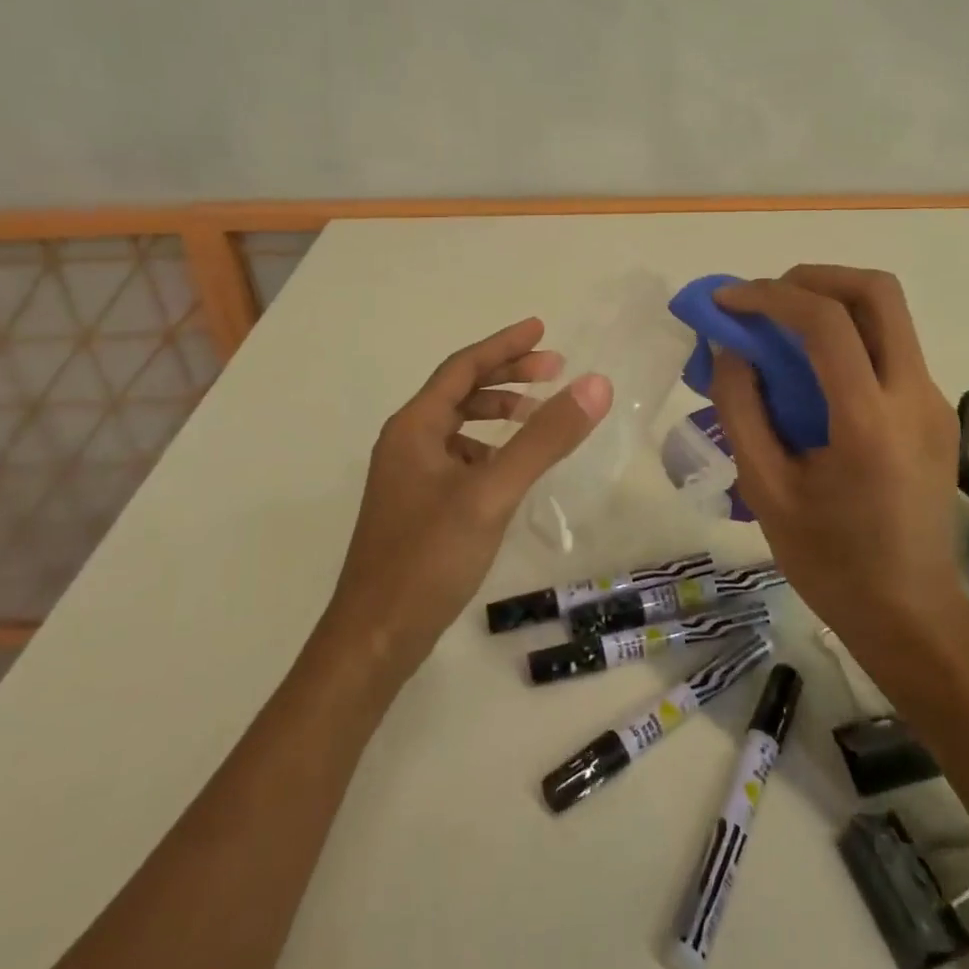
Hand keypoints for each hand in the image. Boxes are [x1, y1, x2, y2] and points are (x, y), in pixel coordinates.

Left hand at [329, 317, 611, 677]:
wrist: (374, 639)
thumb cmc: (428, 558)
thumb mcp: (491, 493)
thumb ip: (543, 438)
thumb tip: (594, 384)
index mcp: (414, 427)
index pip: (463, 368)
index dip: (504, 345)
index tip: (542, 329)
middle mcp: (407, 443)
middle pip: (460, 391)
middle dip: (507, 375)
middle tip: (555, 369)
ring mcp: (409, 477)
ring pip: (459, 427)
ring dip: (498, 412)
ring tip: (538, 414)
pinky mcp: (418, 507)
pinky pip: (459, 458)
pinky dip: (489, 449)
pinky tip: (512, 468)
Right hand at [707, 266, 968, 646]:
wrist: (913, 616)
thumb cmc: (831, 562)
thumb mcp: (766, 490)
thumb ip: (741, 410)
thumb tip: (729, 349)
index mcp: (869, 421)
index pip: (826, 322)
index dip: (769, 296)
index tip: (727, 301)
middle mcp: (914, 396)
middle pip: (877, 292)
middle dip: (814, 278)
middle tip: (765, 298)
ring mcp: (933, 401)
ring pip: (889, 315)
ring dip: (831, 303)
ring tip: (779, 329)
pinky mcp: (935, 412)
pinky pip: (891, 348)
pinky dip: (847, 336)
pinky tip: (810, 371)